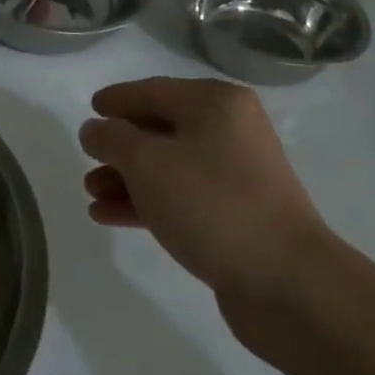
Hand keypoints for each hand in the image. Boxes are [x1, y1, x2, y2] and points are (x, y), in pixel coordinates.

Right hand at [79, 77, 331, 345]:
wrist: (287, 284)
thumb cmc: (212, 204)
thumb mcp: (147, 163)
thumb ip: (112, 138)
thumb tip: (95, 130)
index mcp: (215, 104)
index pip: (153, 91)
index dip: (117, 100)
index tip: (90, 109)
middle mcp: (230, 131)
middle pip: (160, 129)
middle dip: (119, 147)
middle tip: (87, 160)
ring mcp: (236, 175)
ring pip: (168, 166)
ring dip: (127, 179)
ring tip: (91, 195)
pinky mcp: (236, 215)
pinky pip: (181, 197)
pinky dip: (146, 203)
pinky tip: (110, 216)